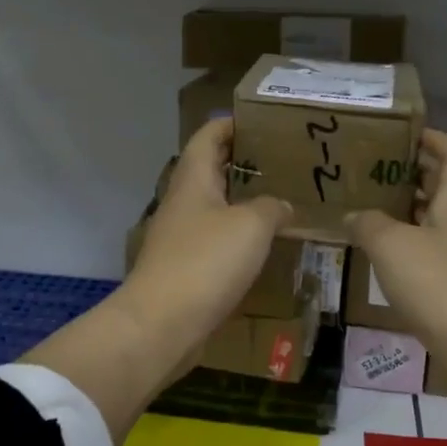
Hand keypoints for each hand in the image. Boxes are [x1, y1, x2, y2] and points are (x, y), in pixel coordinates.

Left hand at [125, 119, 291, 344]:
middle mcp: (183, 202)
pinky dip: (239, 237)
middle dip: (244, 163)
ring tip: (282, 200)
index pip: (208, 136)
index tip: (264, 122)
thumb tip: (282, 205)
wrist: (162, 323)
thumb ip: (272, 207)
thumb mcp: (251, 226)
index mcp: (193, 179)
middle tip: (284, 162)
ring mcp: (181, 237)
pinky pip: (215, 241)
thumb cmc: (206, 262)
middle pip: (212, 170)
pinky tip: (263, 246)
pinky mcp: (185, 268)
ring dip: (243, 202)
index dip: (232, 124)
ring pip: (215, 207)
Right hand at [347, 129, 446, 377]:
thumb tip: (353, 215)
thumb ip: (368, 224)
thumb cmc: (441, 286)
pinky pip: (430, 257)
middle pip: (443, 189)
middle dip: (411, 175)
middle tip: (371, 171)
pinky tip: (380, 259)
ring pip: (434, 224)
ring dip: (405, 214)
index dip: (433, 139)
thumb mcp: (392, 246)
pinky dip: (406, 250)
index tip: (403, 132)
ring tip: (366, 210)